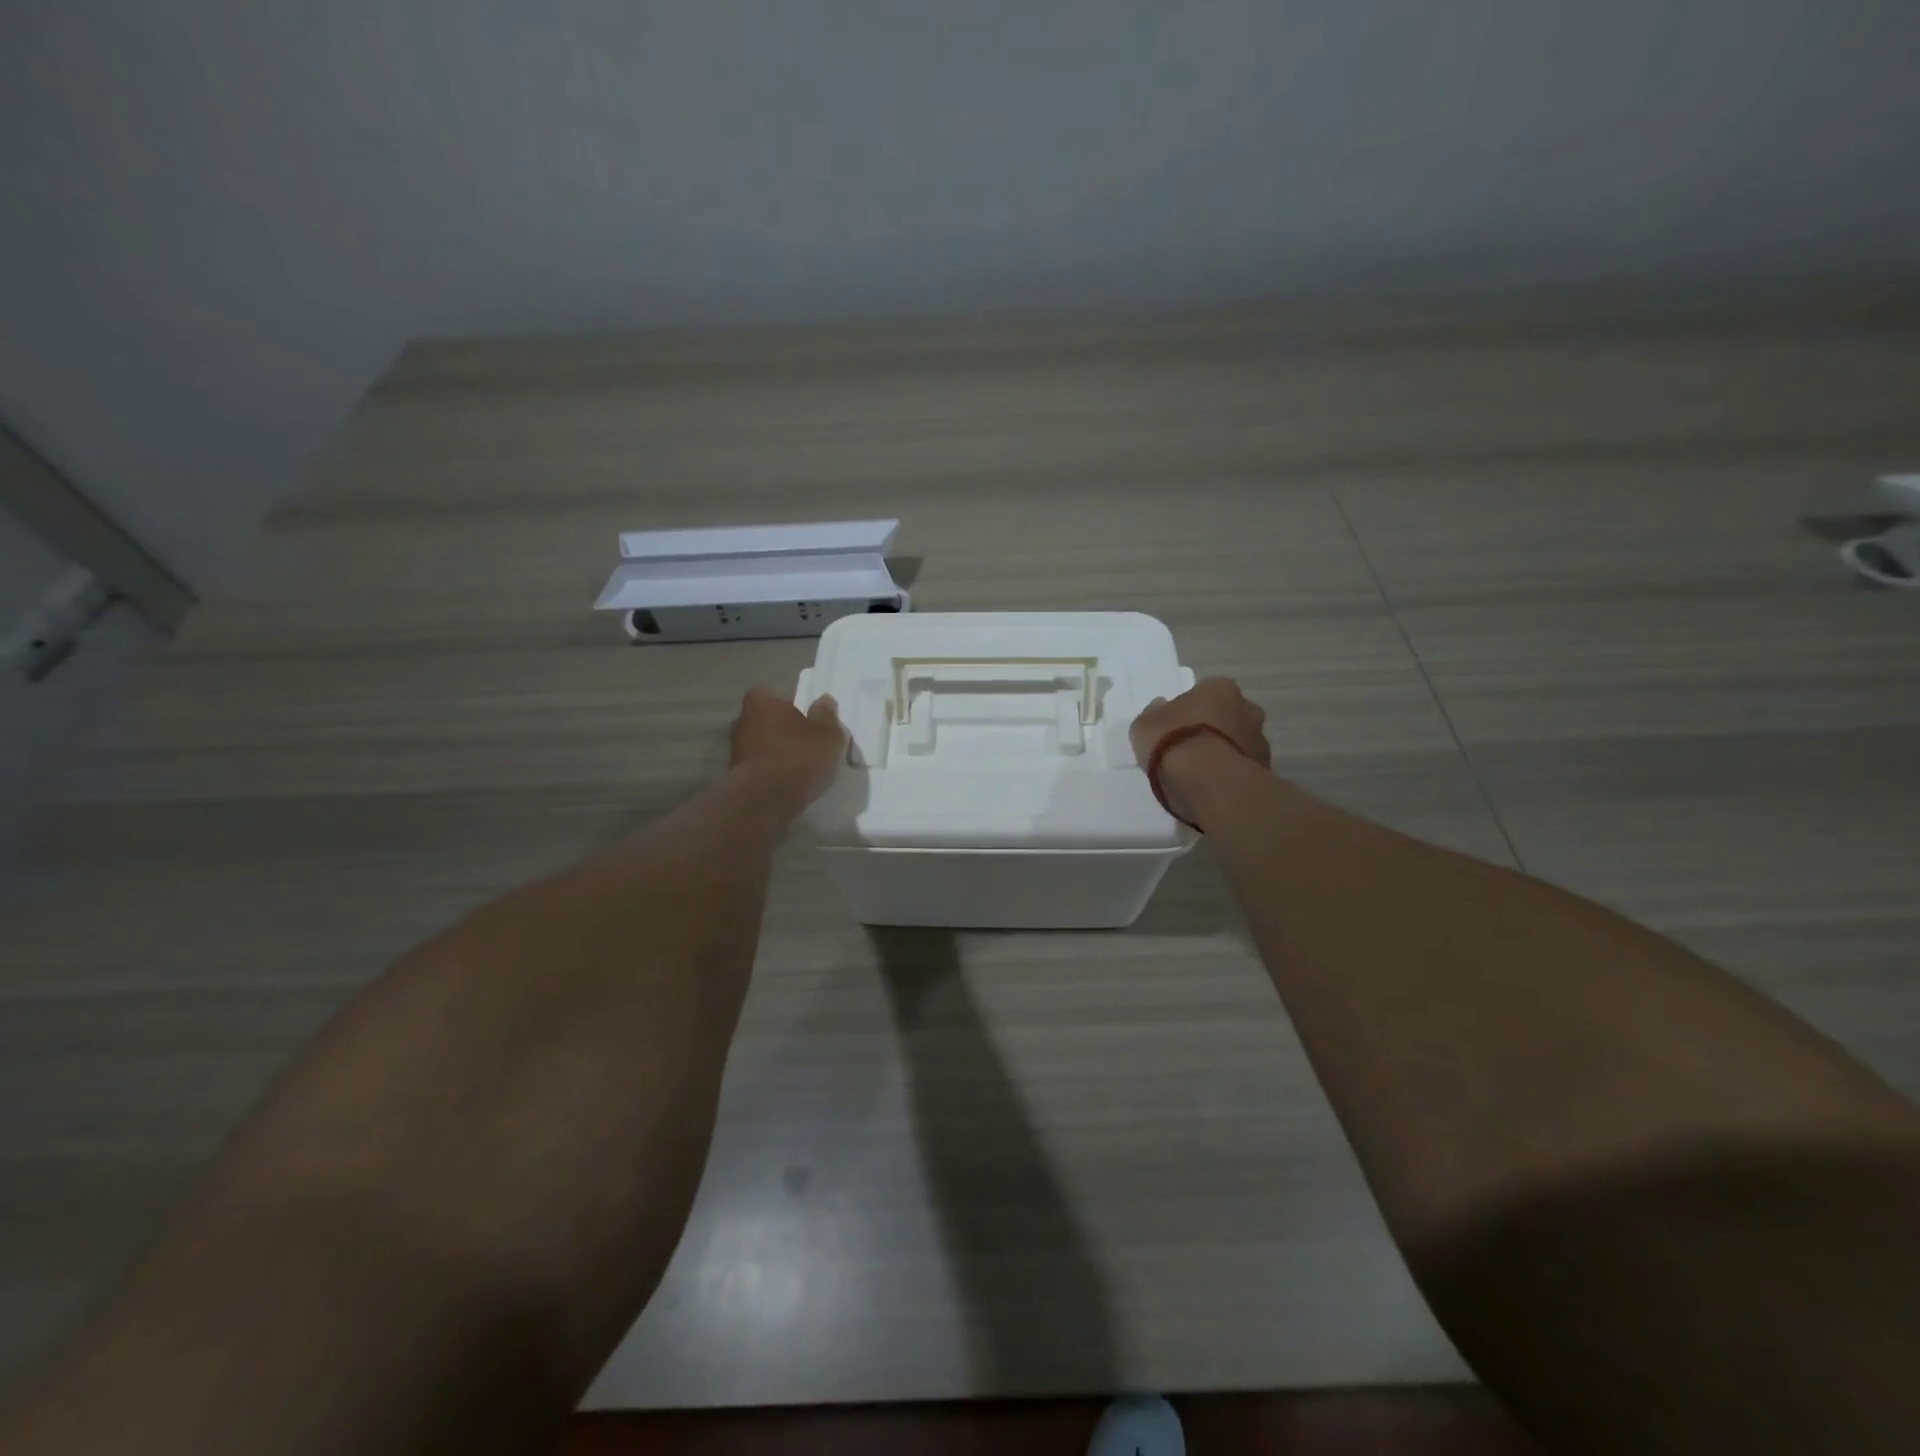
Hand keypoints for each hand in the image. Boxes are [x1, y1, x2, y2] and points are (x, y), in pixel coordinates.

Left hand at [730, 687, 846, 808]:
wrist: (765, 801)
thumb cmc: (798, 757)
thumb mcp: (828, 734)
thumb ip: (827, 715)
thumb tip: (824, 700)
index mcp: (762, 699)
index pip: (780, 693)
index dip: (798, 706)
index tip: (814, 721)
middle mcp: (742, 719)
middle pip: (771, 720)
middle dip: (787, 730)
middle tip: (811, 743)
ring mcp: (736, 749)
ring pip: (765, 745)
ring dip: (780, 753)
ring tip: (804, 768)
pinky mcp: (736, 776)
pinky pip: (762, 768)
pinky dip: (774, 772)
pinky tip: (791, 783)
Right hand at [1131, 677, 1270, 822]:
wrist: (1206, 782)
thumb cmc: (1173, 742)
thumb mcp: (1145, 725)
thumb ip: (1155, 714)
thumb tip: (1161, 708)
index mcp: (1220, 688)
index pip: (1206, 692)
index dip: (1190, 709)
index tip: (1177, 726)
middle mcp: (1247, 707)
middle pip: (1228, 716)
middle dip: (1215, 728)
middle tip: (1190, 748)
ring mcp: (1260, 740)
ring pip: (1239, 742)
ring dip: (1225, 752)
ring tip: (1200, 773)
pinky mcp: (1265, 770)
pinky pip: (1242, 768)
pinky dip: (1230, 774)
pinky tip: (1212, 786)